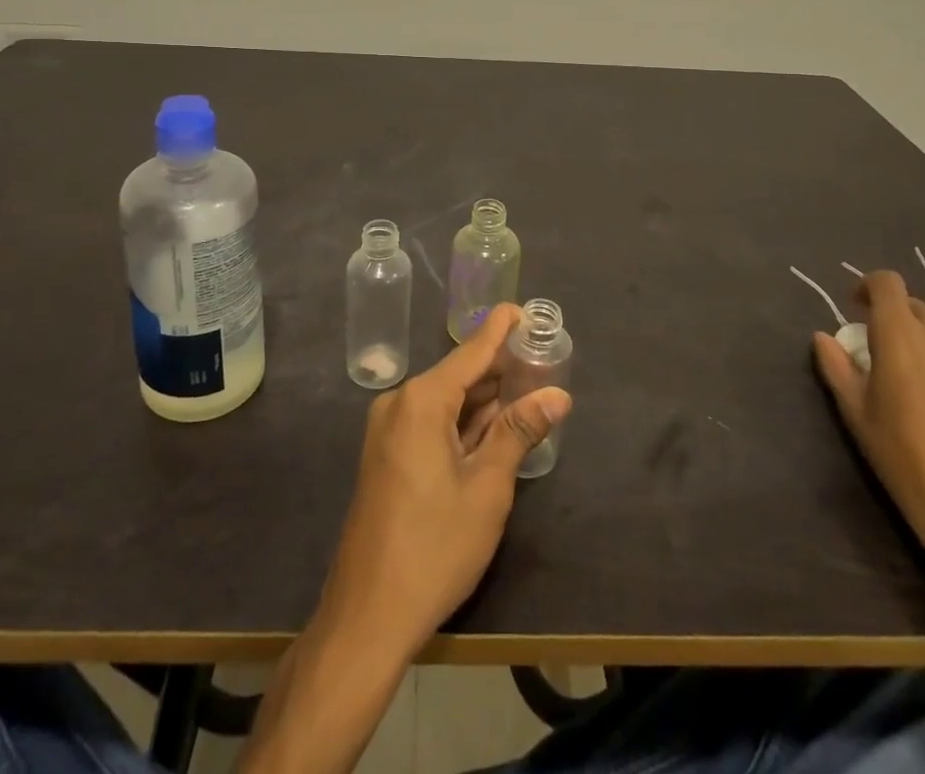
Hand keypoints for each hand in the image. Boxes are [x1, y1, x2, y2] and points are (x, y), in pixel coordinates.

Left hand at [316, 304, 572, 658]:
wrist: (367, 615)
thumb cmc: (435, 546)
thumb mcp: (487, 487)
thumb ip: (519, 432)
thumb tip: (557, 394)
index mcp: (421, 400)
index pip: (470, 351)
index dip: (499, 330)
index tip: (523, 309)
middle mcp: (400, 404)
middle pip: (459, 375)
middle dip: (499, 370)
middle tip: (541, 359)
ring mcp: (389, 431)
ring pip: (446, 402)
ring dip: (484, 400)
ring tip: (527, 387)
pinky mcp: (387, 456)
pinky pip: (431, 424)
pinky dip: (463, 423)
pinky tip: (494, 426)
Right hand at [813, 271, 924, 595]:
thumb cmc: (903, 457)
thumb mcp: (855, 413)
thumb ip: (836, 367)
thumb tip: (824, 337)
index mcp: (898, 334)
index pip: (885, 282)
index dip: (869, 288)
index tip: (859, 309)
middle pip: (918, 301)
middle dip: (900, 314)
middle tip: (892, 348)